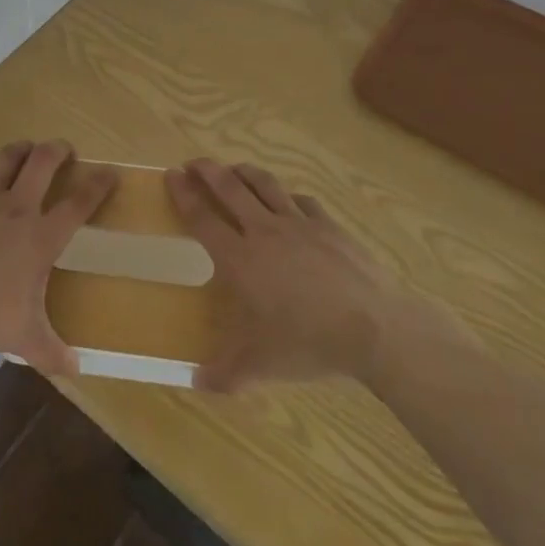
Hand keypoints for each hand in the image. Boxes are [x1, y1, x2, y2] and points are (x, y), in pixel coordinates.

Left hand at [0, 139, 115, 376]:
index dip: (98, 185)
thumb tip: (76, 370)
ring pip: (6, 158)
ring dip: (20, 149)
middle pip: (43, 163)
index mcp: (40, 237)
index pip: (78, 204)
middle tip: (65, 149)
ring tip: (26, 148)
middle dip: (58, 150)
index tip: (110, 172)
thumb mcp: (21, 337)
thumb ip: (51, 351)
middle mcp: (16, 208)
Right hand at [165, 159, 385, 392]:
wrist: (374, 327)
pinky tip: (288, 200)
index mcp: (240, 259)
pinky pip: (302, 201)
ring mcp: (299, 224)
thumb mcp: (262, 365)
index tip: (170, 175)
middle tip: (193, 163)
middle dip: (207, 171)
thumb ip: (226, 373)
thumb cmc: (309, 343)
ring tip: (233, 169)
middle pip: (229, 189)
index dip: (183, 195)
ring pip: (264, 185)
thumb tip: (196, 383)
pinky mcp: (328, 225)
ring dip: (244, 172)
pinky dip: (288, 196)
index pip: (202, 218)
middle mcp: (264, 231)